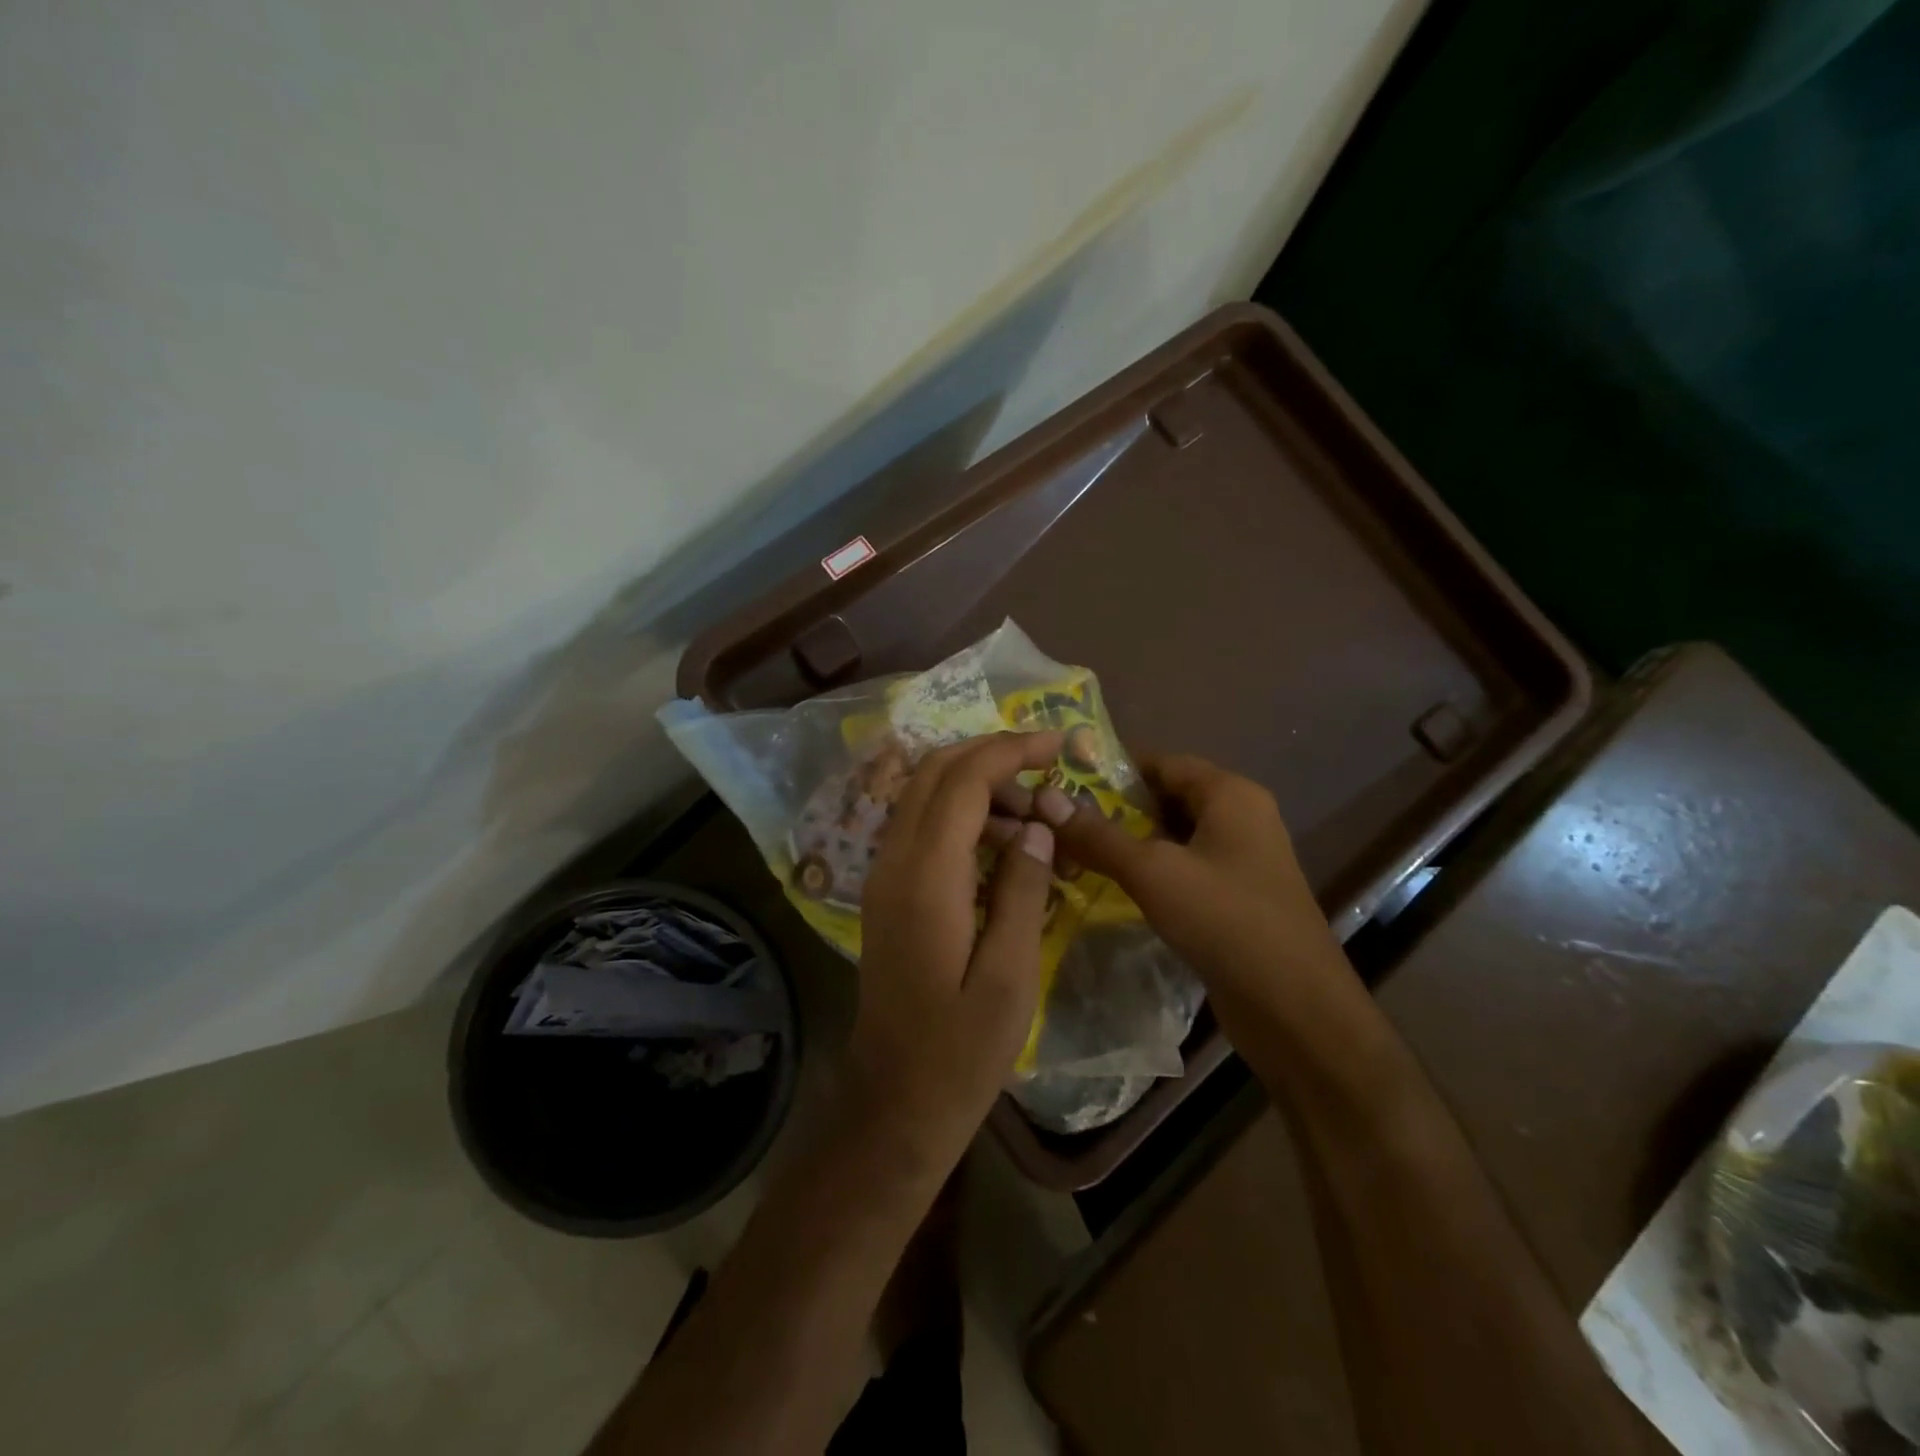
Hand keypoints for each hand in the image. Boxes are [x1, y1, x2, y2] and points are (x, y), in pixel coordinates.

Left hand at [844, 731, 1063, 1178]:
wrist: (893, 1103)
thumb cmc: (960, 1052)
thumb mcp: (1009, 976)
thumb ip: (1023, 890)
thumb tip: (1036, 826)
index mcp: (925, 878)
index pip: (962, 781)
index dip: (1010, 750)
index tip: (1058, 743)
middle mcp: (892, 862)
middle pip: (934, 773)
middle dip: (991, 757)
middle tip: (1049, 772)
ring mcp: (882, 876)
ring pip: (924, 796)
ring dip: (977, 788)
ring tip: (1035, 821)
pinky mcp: (885, 893)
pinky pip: (921, 829)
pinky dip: (961, 817)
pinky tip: (1002, 849)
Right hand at [1038, 753, 1355, 1034]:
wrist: (1295, 1010)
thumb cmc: (1225, 921)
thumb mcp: (1153, 872)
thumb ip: (1098, 835)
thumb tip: (1045, 800)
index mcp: (1230, 794)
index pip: (1162, 762)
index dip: (1112, 770)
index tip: (1062, 782)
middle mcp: (1240, 818)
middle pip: (1167, 798)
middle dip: (1115, 809)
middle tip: (1060, 821)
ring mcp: (1241, 860)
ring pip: (1173, 836)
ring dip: (1129, 843)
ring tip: (1074, 851)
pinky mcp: (1235, 898)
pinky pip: (1184, 869)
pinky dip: (1150, 871)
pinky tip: (1112, 886)